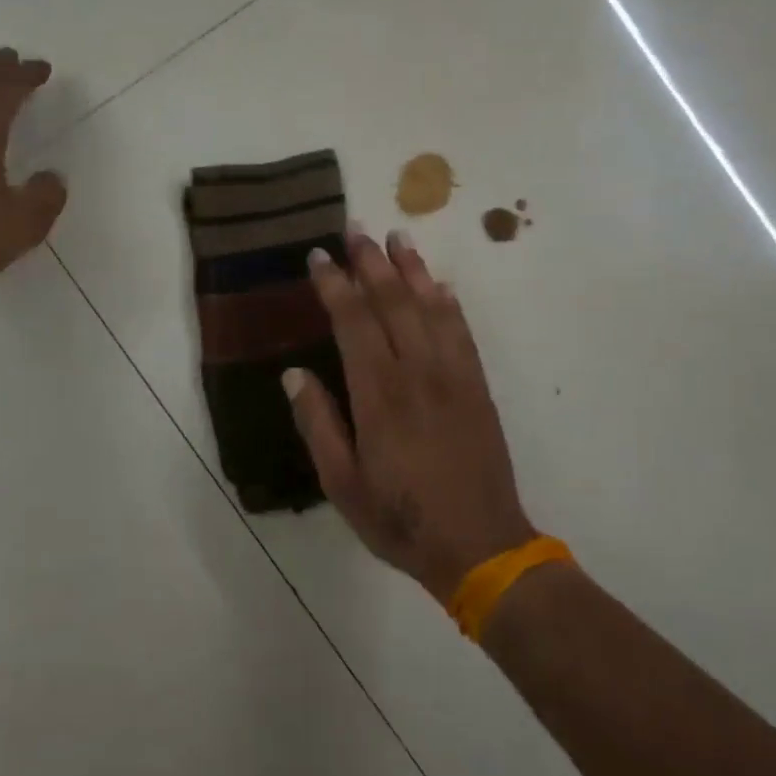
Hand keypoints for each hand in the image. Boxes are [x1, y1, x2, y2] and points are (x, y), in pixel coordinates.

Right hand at [285, 229, 536, 603]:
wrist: (480, 546)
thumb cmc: (400, 519)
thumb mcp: (342, 485)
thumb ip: (318, 425)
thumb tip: (294, 374)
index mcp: (379, 396)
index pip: (353, 323)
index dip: (334, 286)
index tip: (318, 257)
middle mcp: (418, 374)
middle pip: (393, 302)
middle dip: (371, 262)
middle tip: (355, 228)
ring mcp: (454, 377)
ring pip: (432, 308)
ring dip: (412, 269)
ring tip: (397, 237)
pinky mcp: (478, 387)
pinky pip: (462, 332)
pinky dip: (449, 303)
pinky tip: (440, 285)